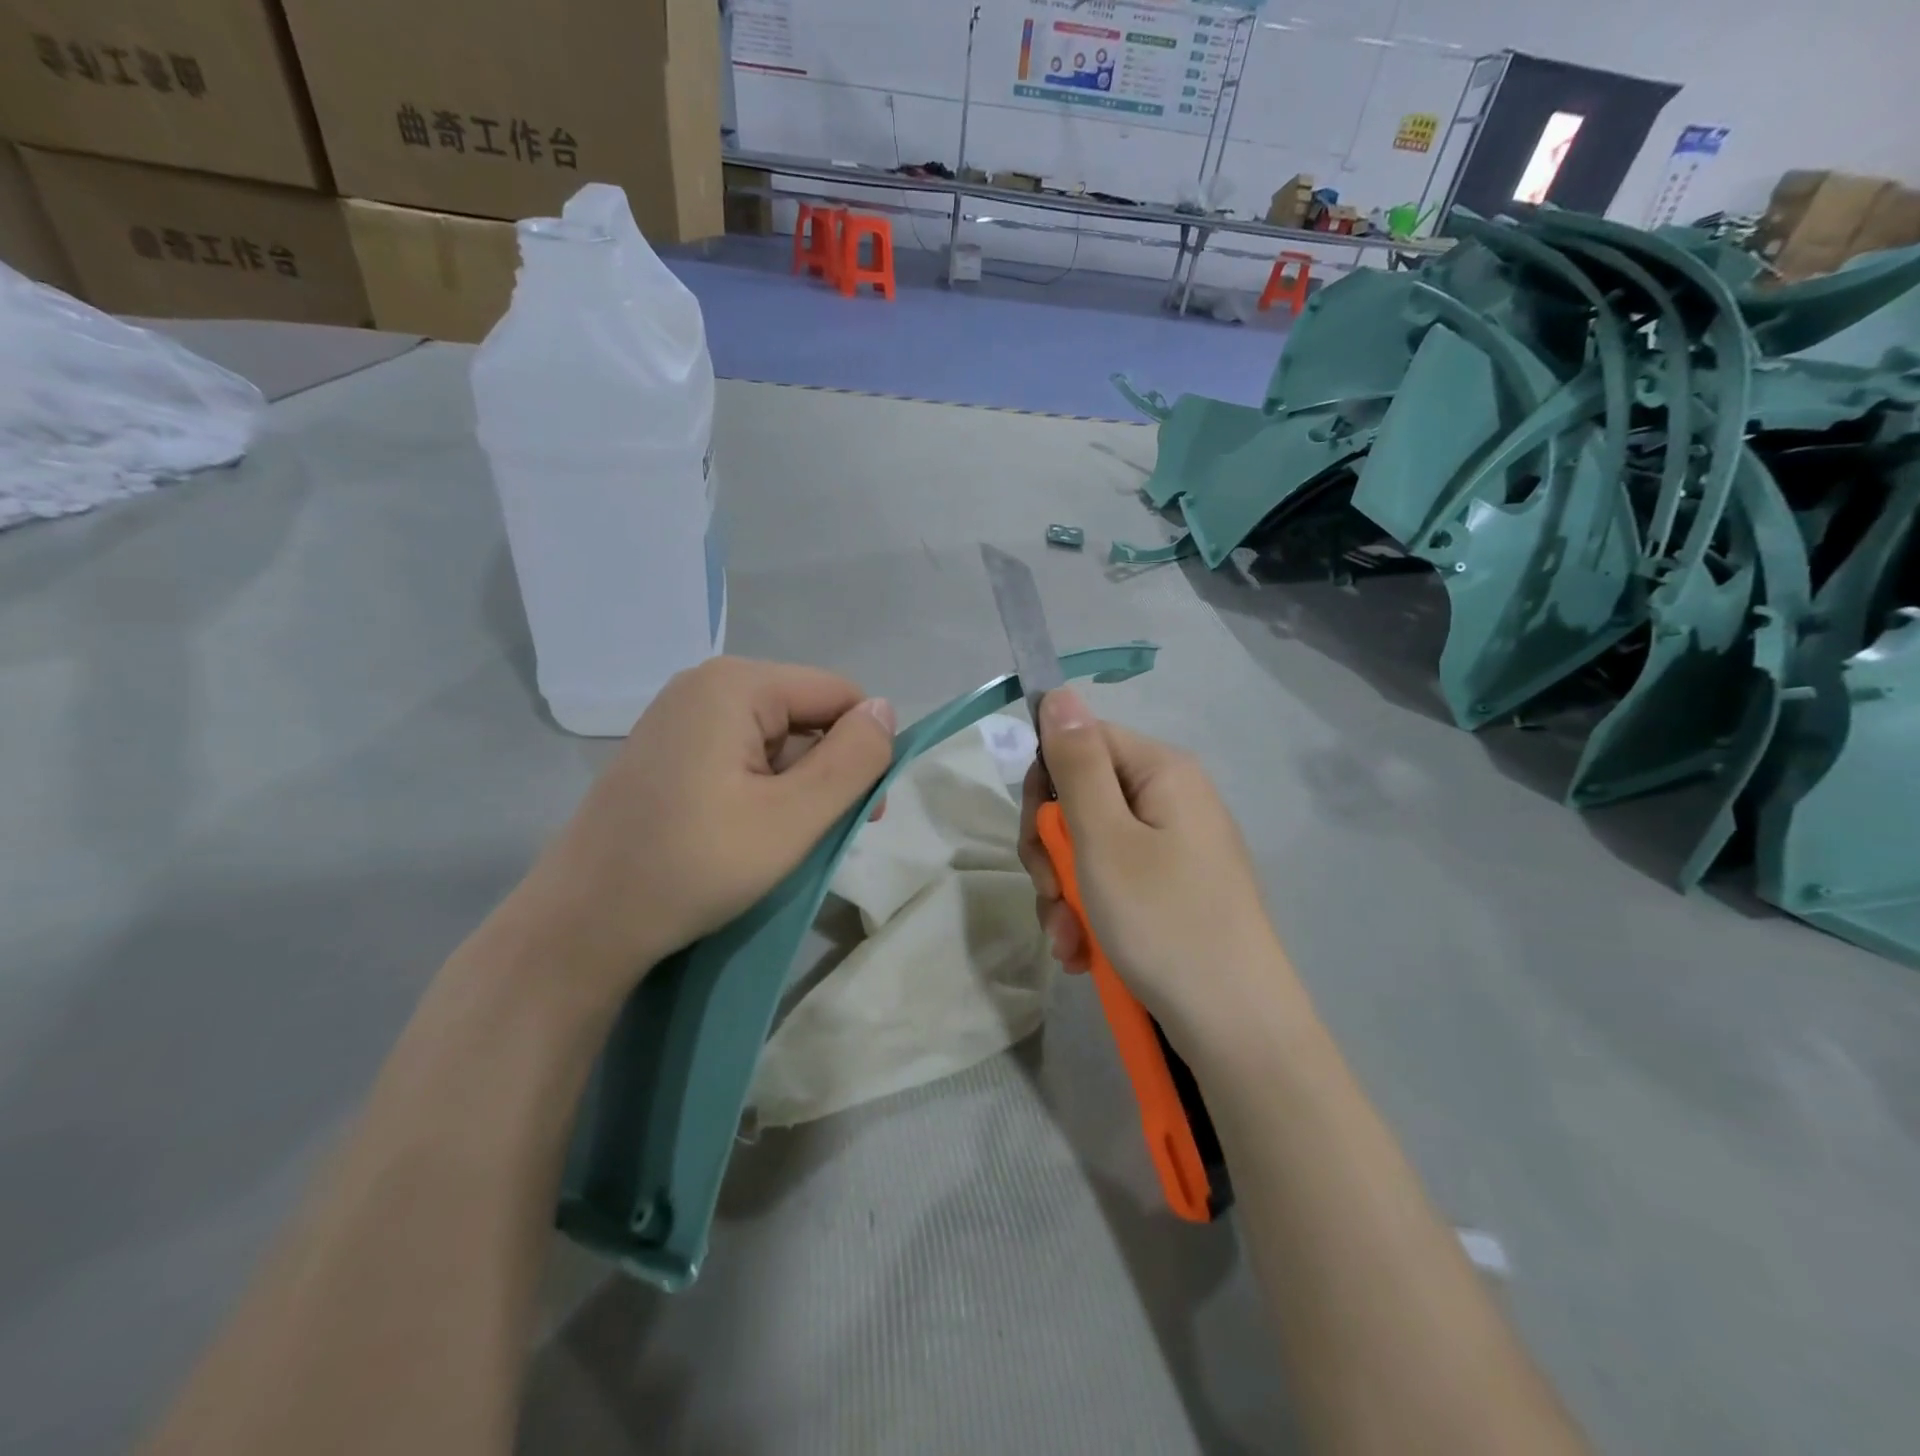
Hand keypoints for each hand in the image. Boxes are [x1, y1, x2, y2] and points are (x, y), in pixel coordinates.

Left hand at [524, 658, 894, 1000]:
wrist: (582, 925)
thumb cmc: (694, 867)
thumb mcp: (794, 818)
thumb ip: (853, 759)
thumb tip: (885, 710)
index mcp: (736, 684)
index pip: (839, 693)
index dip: (863, 749)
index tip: (861, 813)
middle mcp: (705, 684)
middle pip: (807, 713)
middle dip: (829, 770)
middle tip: (823, 835)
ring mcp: (680, 716)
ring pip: (777, 738)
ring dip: (797, 785)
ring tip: (782, 841)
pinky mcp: (667, 750)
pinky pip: (741, 754)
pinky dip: (762, 789)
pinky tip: (747, 833)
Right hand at [1018, 689, 1292, 1042]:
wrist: (1237, 1029)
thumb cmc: (1164, 922)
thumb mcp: (1104, 839)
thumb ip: (1076, 764)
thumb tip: (1058, 692)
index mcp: (1162, 771)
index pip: (1081, 739)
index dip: (1044, 781)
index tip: (1035, 832)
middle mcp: (1171, 800)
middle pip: (1081, 796)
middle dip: (1051, 848)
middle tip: (1047, 890)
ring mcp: (1173, 848)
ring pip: (1088, 847)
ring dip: (1064, 891)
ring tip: (1068, 939)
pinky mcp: (1171, 890)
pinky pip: (1112, 883)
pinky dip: (1089, 913)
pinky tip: (1083, 952)